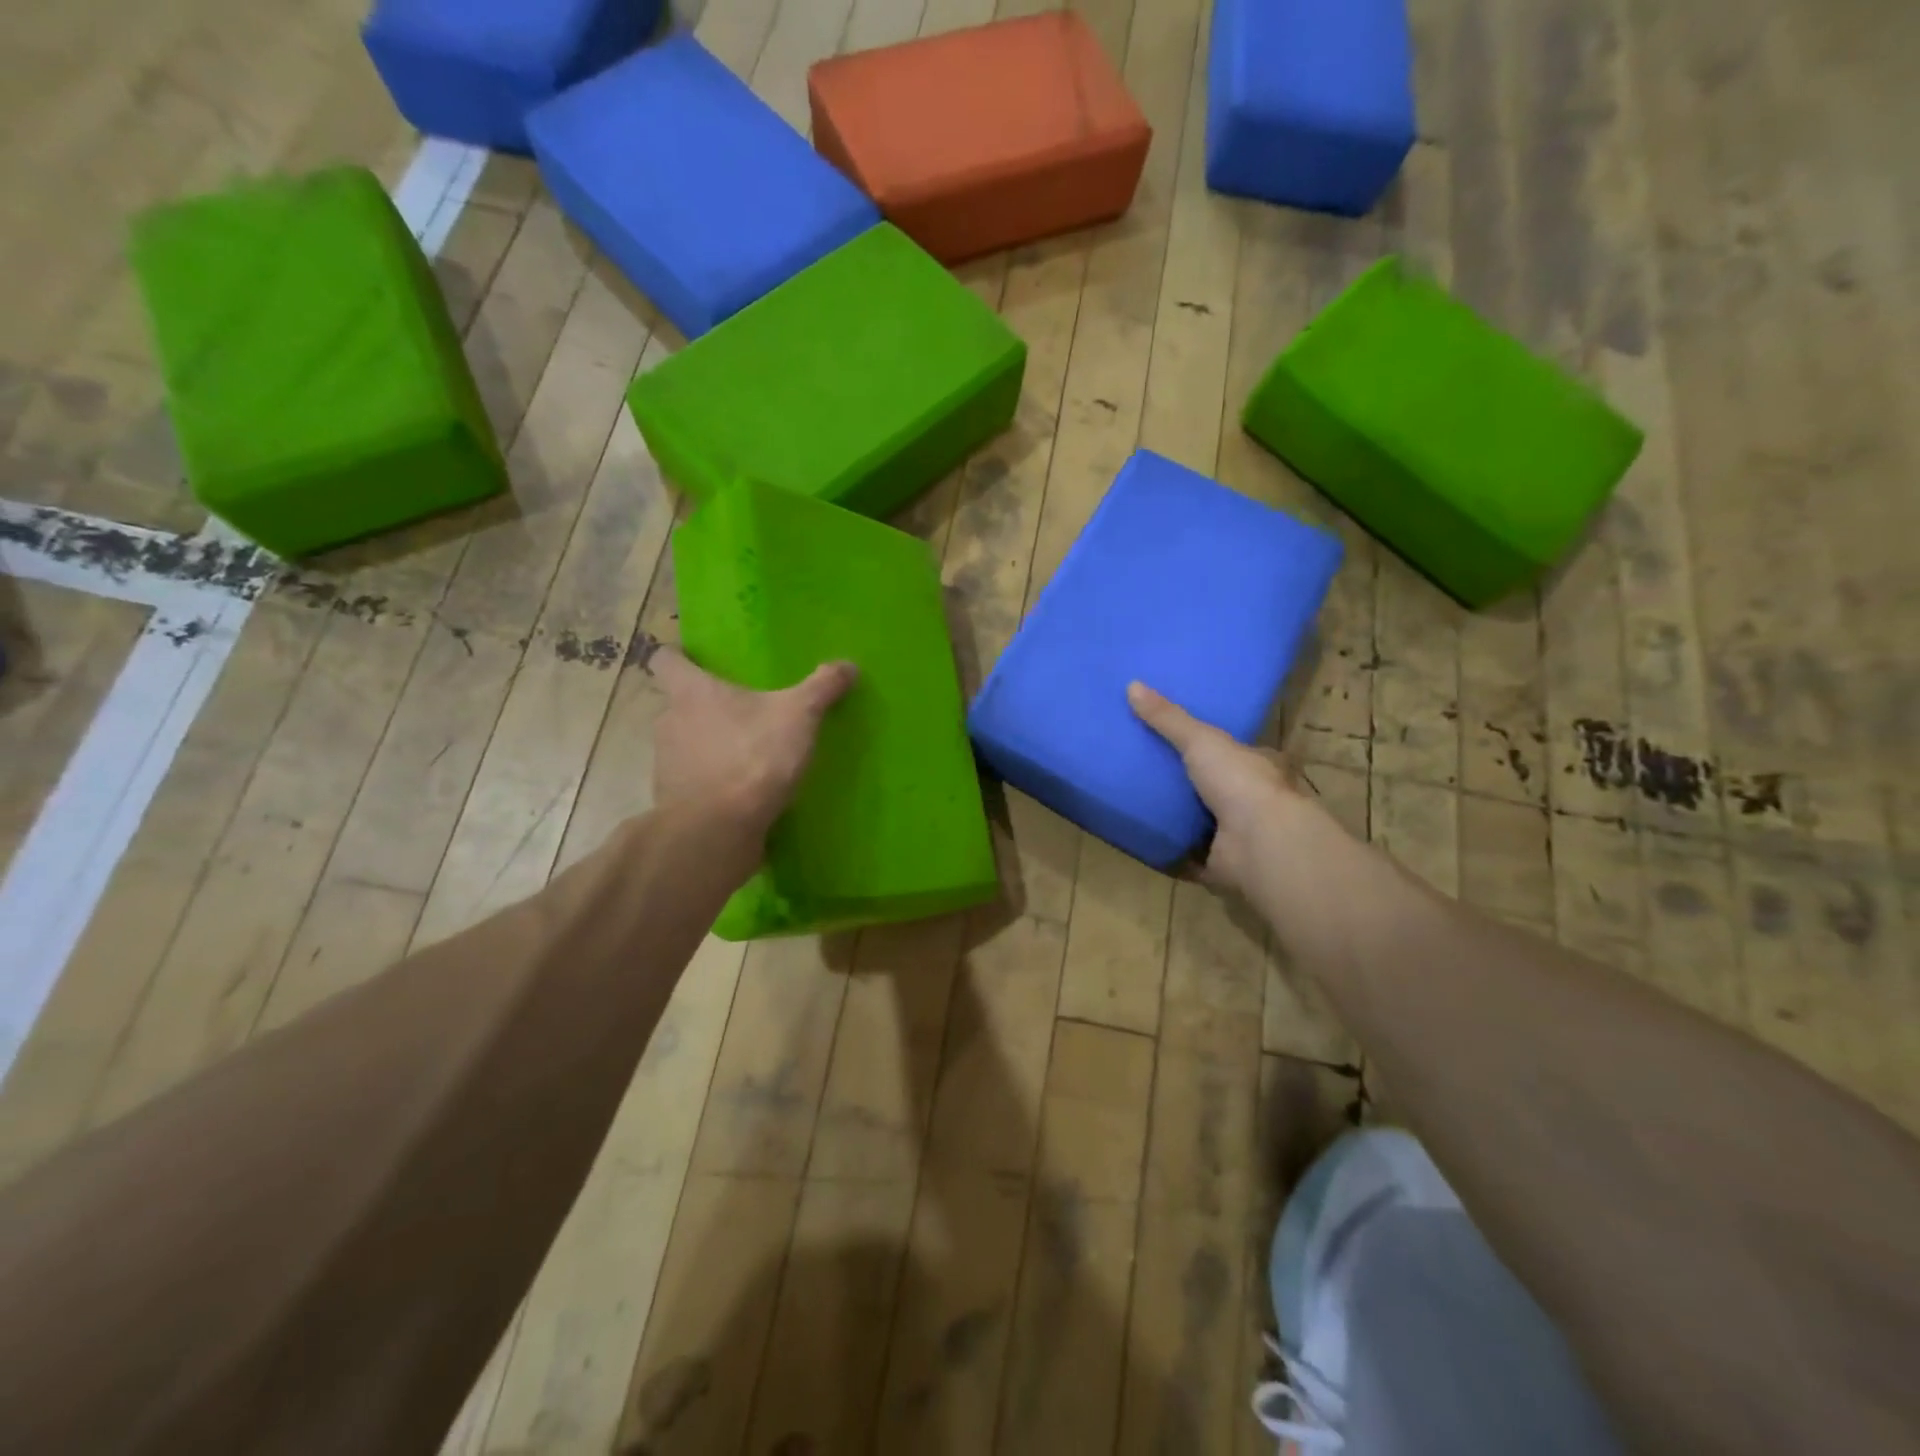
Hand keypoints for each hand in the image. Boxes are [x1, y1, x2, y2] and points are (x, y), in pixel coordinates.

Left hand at [650, 645, 857, 842]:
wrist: (718, 830)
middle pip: (678, 704)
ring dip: (707, 746)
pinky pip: (692, 782)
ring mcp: (665, 765)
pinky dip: (711, 782)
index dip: (678, 657)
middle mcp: (668, 722)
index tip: (697, 661)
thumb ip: (822, 688)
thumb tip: (849, 665)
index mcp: (691, 692)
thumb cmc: (753, 757)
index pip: (665, 660)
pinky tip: (741, 791)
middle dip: (704, 707)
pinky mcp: (673, 801)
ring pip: (684, 744)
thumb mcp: (799, 716)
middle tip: (740, 711)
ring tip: (745, 753)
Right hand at [1128, 681, 1300, 893]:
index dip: (1206, 745)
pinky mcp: (1219, 864)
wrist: (1258, 843)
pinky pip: (1187, 856)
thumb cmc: (1239, 783)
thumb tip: (1132, 685)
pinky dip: (1168, 850)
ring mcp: (1236, 835)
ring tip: (1135, 803)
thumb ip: (1168, 718)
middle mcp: (1250, 800)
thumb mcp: (1201, 740)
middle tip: (1143, 770)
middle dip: (1184, 782)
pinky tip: (1141, 840)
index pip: (1231, 751)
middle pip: (1212, 787)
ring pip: (1199, 822)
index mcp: (1256, 766)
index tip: (1174, 739)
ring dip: (1175, 817)